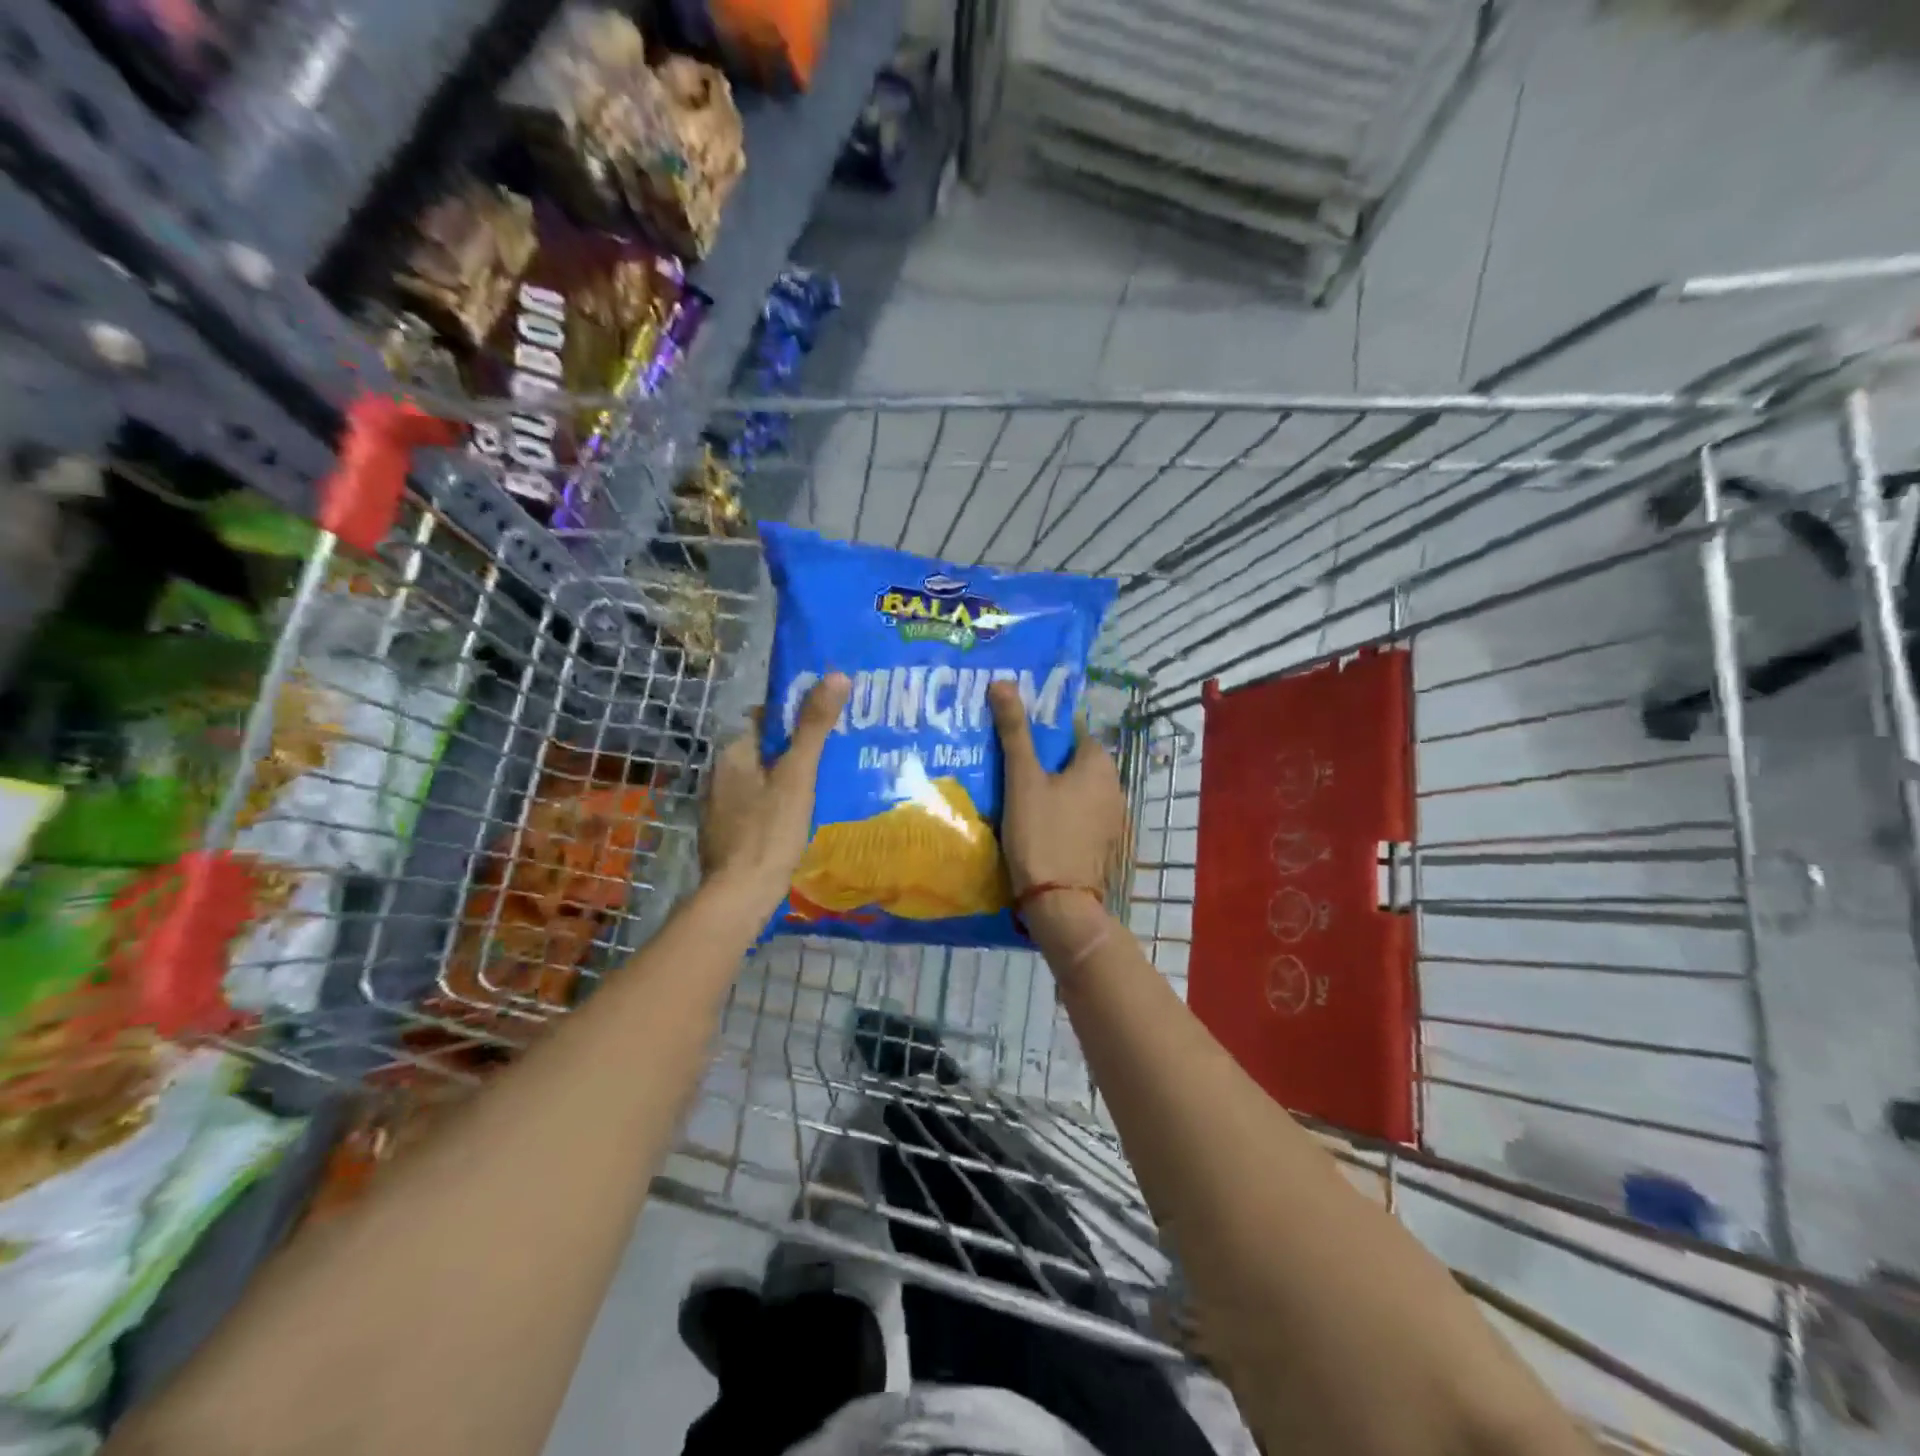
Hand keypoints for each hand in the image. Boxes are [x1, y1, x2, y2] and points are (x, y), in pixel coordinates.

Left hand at [701, 673, 848, 910]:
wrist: (740, 895)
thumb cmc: (769, 830)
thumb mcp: (798, 774)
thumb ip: (814, 726)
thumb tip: (836, 674)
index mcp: (733, 753)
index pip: (764, 719)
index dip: (794, 716)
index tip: (826, 720)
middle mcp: (720, 774)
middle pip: (763, 750)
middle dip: (794, 749)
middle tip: (834, 753)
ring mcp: (720, 807)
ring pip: (760, 780)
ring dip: (785, 779)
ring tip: (825, 783)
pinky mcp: (726, 834)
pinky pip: (756, 806)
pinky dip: (776, 805)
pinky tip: (800, 817)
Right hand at [989, 680, 1126, 899]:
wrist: (1059, 902)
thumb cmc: (1041, 833)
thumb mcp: (1022, 779)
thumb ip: (1014, 731)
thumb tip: (1003, 682)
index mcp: (1099, 763)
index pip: (1071, 731)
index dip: (1043, 731)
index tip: (1014, 737)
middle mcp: (1115, 785)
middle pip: (1074, 760)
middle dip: (1046, 760)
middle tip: (1008, 765)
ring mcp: (1113, 817)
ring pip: (1077, 789)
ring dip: (1053, 788)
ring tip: (1016, 792)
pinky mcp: (1104, 842)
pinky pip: (1081, 814)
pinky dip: (1062, 812)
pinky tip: (1036, 822)